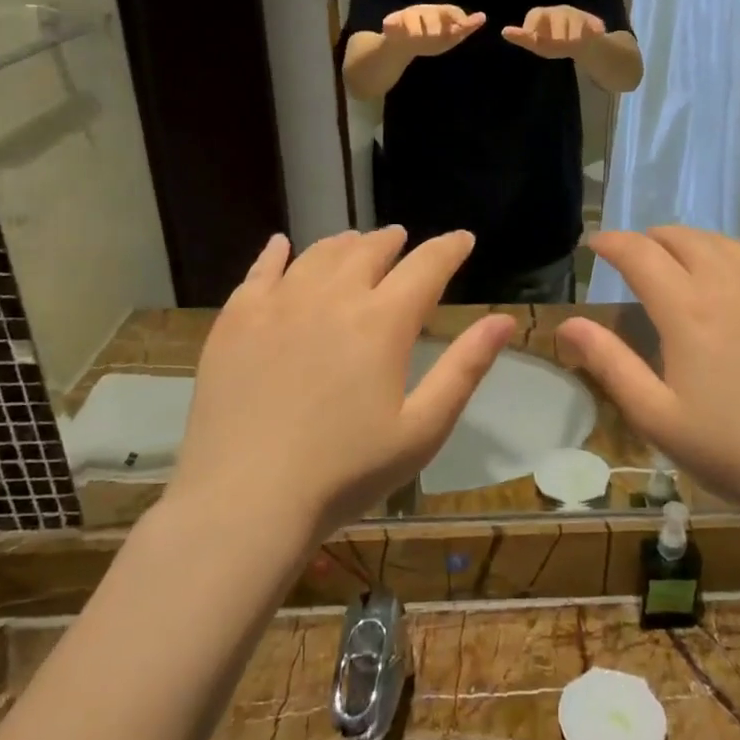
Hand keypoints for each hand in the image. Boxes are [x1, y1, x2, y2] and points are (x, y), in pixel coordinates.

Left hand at [169, 228, 516, 540]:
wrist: (247, 500)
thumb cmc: (346, 472)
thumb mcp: (422, 429)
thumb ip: (465, 368)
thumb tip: (503, 320)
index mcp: (382, 322)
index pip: (426, 267)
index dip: (449, 248)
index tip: (463, 239)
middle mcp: (331, 297)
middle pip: (369, 251)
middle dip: (393, 241)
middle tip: (402, 239)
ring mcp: (278, 304)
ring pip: (319, 254)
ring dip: (345, 244)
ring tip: (355, 242)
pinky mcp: (236, 320)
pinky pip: (260, 270)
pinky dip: (278, 252)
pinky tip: (282, 246)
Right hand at [382, 3, 485, 55]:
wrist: (402, 46)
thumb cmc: (429, 40)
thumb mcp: (449, 37)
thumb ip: (465, 29)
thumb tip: (483, 16)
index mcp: (439, 13)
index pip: (450, 11)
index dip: (457, 17)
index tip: (462, 25)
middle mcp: (424, 11)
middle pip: (431, 14)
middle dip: (434, 24)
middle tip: (436, 36)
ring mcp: (407, 16)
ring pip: (412, 18)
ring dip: (415, 28)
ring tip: (418, 37)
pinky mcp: (391, 23)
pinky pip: (392, 23)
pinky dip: (392, 26)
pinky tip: (393, 29)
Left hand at [501, 5, 605, 58]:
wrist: (586, 44)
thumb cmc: (556, 42)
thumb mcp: (538, 44)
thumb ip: (523, 38)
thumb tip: (504, 31)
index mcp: (544, 15)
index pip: (535, 15)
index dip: (533, 26)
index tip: (534, 38)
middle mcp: (560, 11)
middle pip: (557, 18)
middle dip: (557, 32)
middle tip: (558, 43)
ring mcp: (577, 16)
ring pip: (574, 24)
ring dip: (573, 34)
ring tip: (573, 43)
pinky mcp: (594, 23)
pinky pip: (591, 27)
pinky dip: (590, 33)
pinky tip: (590, 38)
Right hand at [556, 228, 739, 527]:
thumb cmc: (734, 452)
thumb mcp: (657, 417)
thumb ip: (609, 363)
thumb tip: (567, 323)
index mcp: (687, 309)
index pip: (639, 253)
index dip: (611, 243)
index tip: (596, 245)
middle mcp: (732, 282)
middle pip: (683, 238)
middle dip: (651, 240)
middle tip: (639, 257)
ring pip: (728, 243)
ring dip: (697, 245)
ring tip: (687, 262)